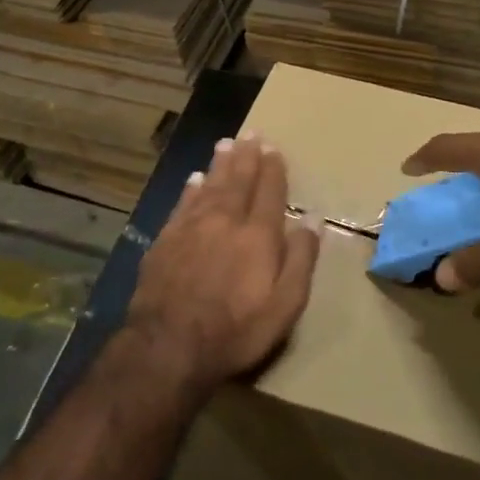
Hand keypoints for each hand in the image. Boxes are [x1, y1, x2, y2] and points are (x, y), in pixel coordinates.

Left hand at [126, 134, 320, 390]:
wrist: (168, 346)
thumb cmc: (236, 330)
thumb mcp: (285, 304)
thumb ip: (301, 258)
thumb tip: (313, 217)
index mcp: (258, 235)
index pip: (269, 191)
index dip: (273, 169)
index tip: (274, 149)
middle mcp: (225, 221)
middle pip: (238, 180)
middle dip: (246, 156)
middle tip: (250, 134)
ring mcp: (191, 228)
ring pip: (209, 186)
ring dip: (220, 164)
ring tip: (226, 144)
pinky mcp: (166, 241)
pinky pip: (183, 204)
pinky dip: (191, 188)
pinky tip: (194, 179)